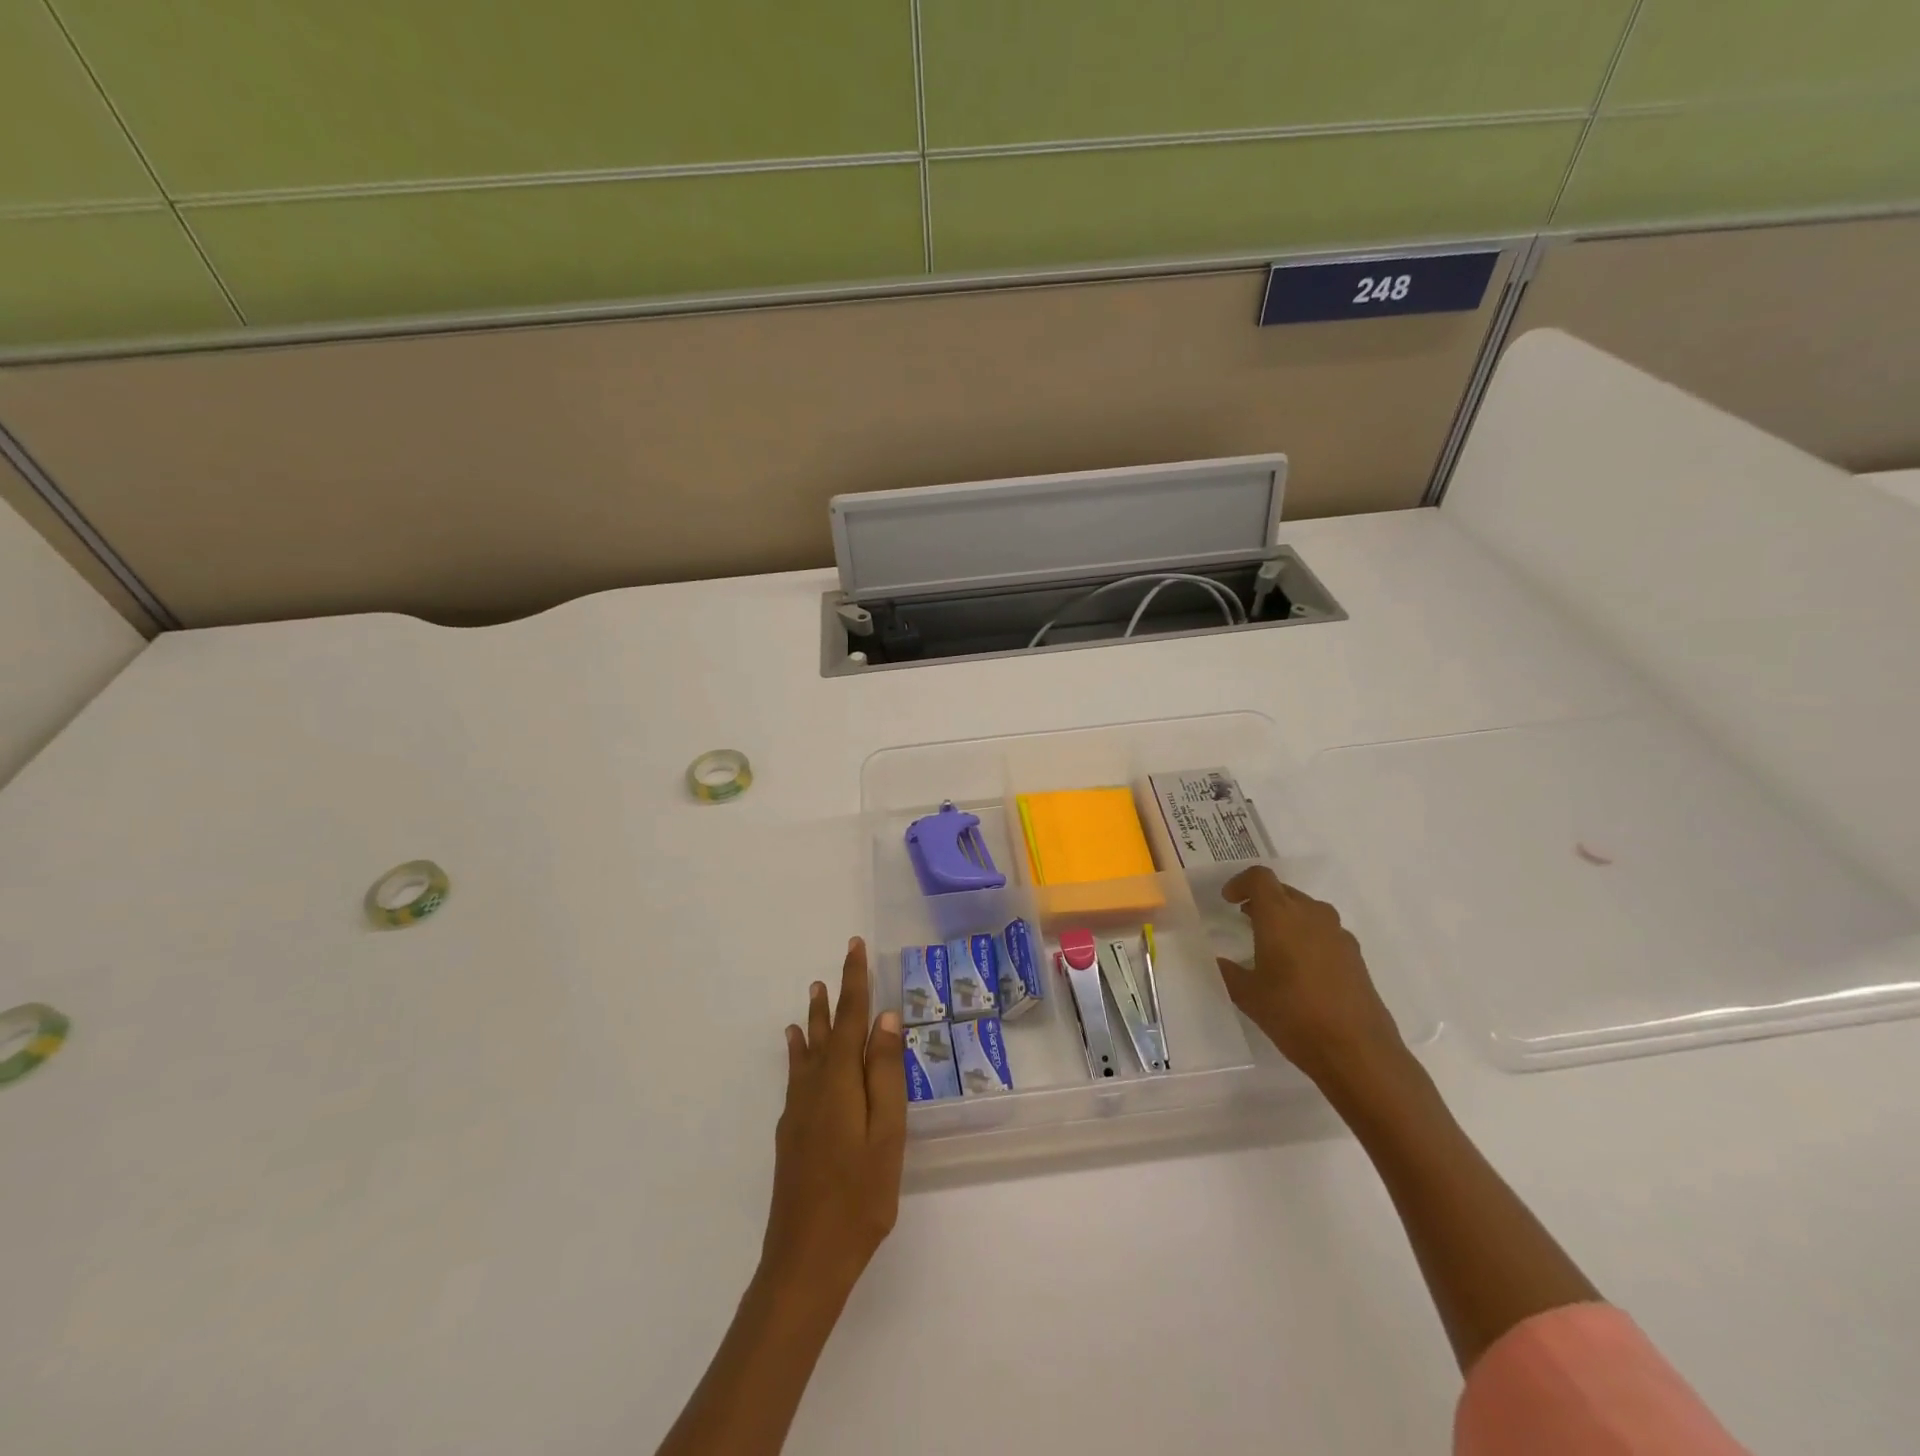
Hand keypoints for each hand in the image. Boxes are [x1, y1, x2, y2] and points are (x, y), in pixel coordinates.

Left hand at [761, 937, 906, 1306]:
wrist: (805, 1260)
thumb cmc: (859, 1197)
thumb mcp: (886, 1134)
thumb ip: (885, 1074)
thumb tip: (886, 1018)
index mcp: (840, 1082)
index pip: (851, 1018)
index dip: (854, 981)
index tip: (854, 947)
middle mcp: (814, 1086)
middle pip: (827, 1029)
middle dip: (836, 994)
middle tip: (838, 962)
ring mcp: (797, 1110)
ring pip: (808, 1050)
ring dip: (815, 1019)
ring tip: (813, 993)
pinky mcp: (791, 1133)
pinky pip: (796, 1075)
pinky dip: (798, 1052)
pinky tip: (797, 1049)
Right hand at [1216, 867, 1407, 1091]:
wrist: (1357, 1051)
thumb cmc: (1293, 1015)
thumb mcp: (1248, 995)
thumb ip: (1229, 971)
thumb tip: (1218, 960)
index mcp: (1280, 916)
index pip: (1259, 878)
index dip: (1240, 883)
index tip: (1228, 900)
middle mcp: (1311, 915)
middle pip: (1284, 891)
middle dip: (1262, 900)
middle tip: (1245, 919)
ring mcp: (1338, 934)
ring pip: (1307, 910)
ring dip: (1287, 917)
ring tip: (1273, 942)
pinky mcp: (1355, 955)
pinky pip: (1325, 932)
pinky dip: (1308, 936)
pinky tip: (1301, 967)